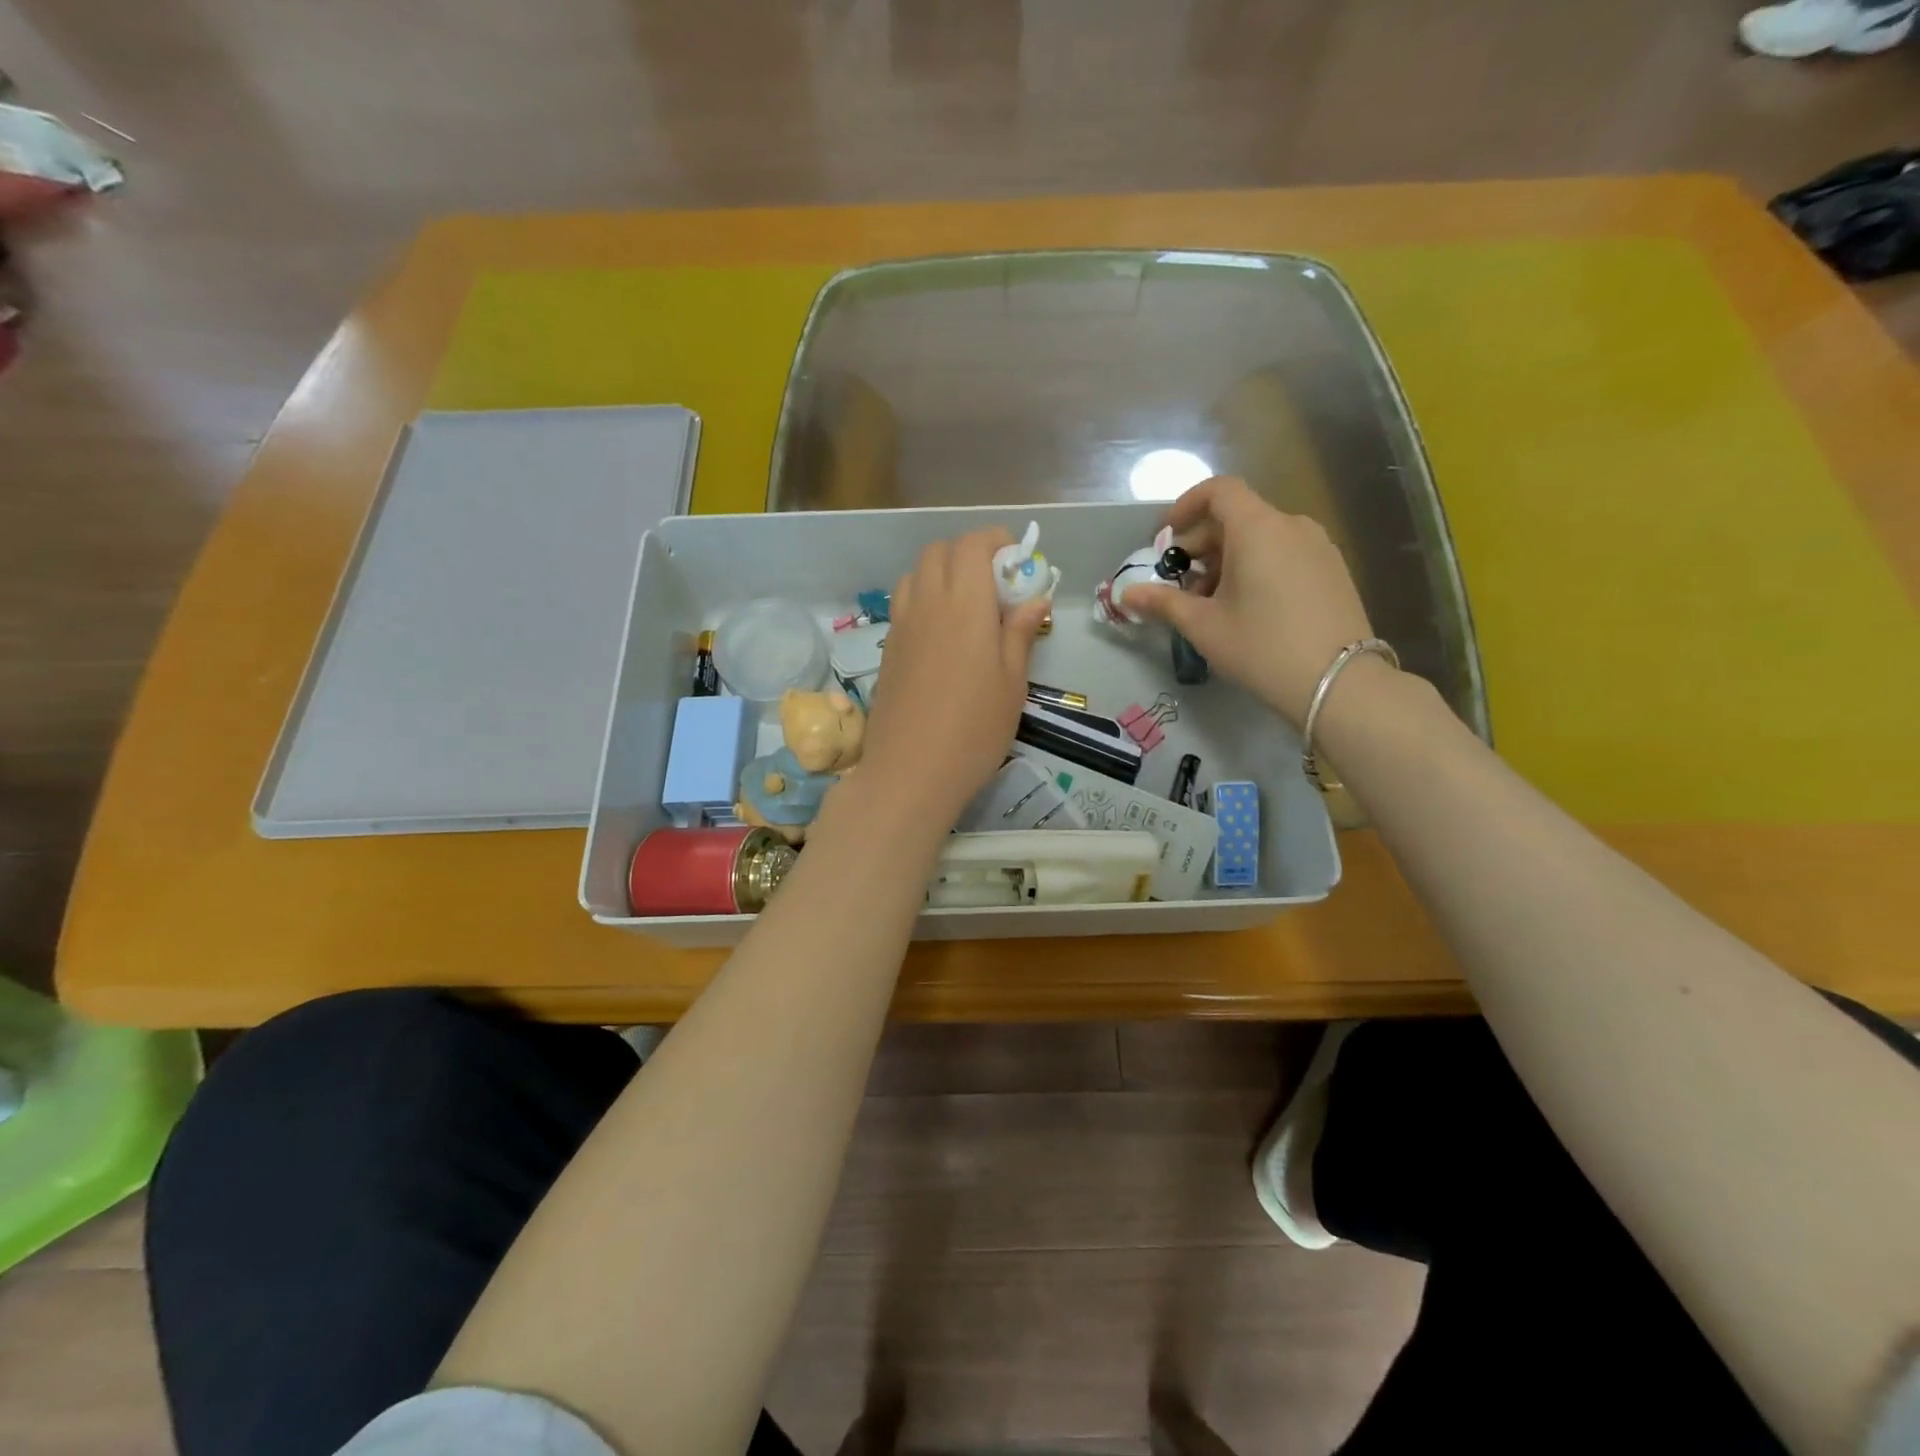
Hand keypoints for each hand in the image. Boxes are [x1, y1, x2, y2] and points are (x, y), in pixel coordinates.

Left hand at [859, 529, 1050, 826]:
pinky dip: (924, 597)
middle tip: (995, 585)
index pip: (972, 544)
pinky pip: (904, 602)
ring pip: (916, 573)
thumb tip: (1035, 599)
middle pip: (939, 551)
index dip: (995, 541)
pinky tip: (942, 634)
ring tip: (966, 606)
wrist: (910, 772)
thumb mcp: (1012, 684)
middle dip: (968, 552)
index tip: (1016, 562)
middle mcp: (927, 602)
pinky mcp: (887, 648)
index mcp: (964, 604)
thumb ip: (1020, 634)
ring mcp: (901, 625)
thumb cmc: (974, 729)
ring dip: (942, 573)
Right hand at [1124, 477, 1376, 726]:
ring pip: (1261, 538)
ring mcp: (1318, 546)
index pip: (1218, 490)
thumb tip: (1126, 595)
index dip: (1186, 506)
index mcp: (1257, 528)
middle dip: (1201, 546)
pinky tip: (1248, 608)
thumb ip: (1163, 603)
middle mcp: (1291, 525)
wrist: (1338, 683)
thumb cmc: (1261, 647)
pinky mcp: (1333, 569)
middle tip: (1180, 586)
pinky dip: (1257, 567)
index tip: (1166, 538)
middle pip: (1237, 517)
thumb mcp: (1204, 626)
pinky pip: (1285, 553)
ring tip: (1212, 604)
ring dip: (1227, 560)